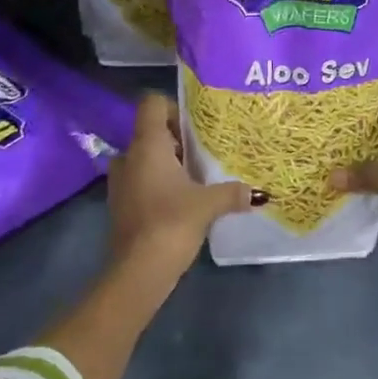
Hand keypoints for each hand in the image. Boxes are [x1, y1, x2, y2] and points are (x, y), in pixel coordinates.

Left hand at [107, 92, 255, 281]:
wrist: (136, 274)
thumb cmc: (171, 223)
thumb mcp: (208, 205)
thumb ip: (232, 192)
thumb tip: (258, 193)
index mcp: (147, 145)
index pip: (152, 104)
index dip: (173, 109)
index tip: (194, 128)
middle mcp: (129, 156)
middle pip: (151, 131)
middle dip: (176, 140)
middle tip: (202, 154)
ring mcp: (120, 182)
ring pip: (144, 158)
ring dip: (165, 164)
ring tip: (193, 179)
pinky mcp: (119, 205)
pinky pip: (139, 180)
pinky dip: (156, 184)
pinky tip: (179, 201)